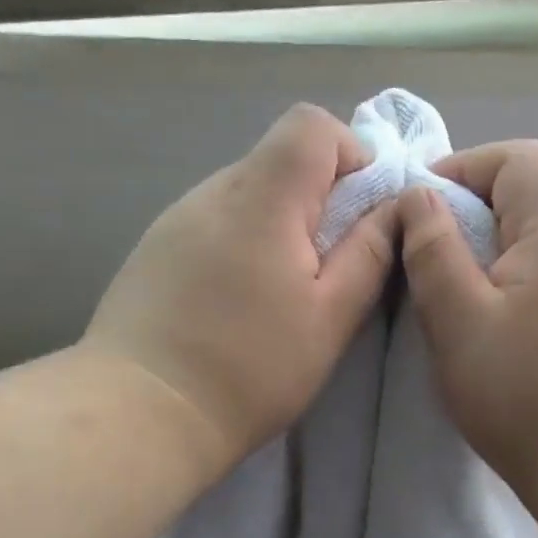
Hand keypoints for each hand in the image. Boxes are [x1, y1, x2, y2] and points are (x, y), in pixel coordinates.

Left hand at [84, 104, 397, 469]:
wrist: (141, 412)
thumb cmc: (250, 369)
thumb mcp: (329, 318)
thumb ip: (369, 254)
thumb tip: (395, 205)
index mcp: (261, 199)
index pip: (310, 125)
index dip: (349, 154)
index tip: (359, 214)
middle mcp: (211, 193)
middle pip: (276, 160)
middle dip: (315, 200)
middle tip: (322, 269)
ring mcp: (173, 221)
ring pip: (243, 196)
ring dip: (274, 227)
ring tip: (273, 295)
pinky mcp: (151, 251)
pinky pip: (210, 225)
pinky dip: (237, 246)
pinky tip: (231, 303)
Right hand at [396, 139, 537, 517]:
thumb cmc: (526, 394)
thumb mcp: (458, 321)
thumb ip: (432, 250)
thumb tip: (418, 197)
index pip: (513, 159)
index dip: (458, 171)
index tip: (415, 213)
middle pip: (532, 190)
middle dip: (472, 210)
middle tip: (429, 257)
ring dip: (495, 245)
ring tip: (457, 289)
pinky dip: (520, 273)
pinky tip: (499, 316)